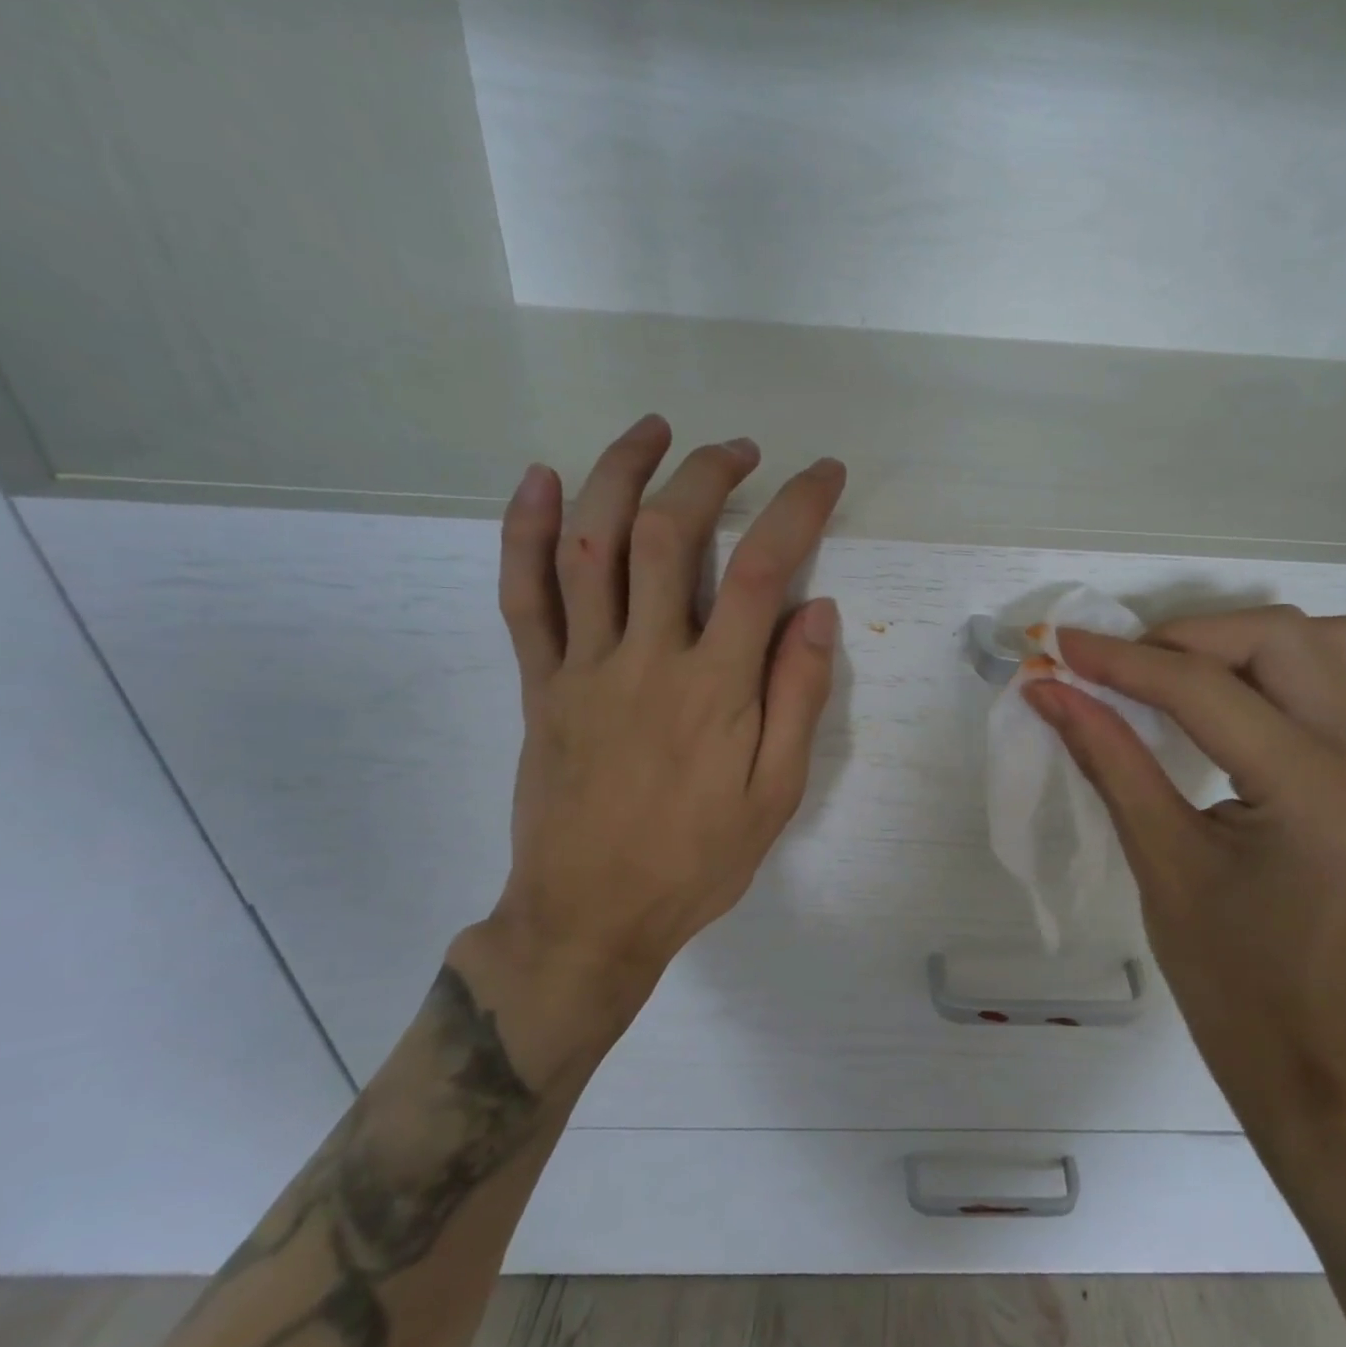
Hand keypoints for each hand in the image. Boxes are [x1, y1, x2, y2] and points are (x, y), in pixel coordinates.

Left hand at [452, 414, 845, 1086]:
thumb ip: (797, 699)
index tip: (823, 473)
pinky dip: (527, 530)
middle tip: (740, 450)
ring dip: (621, 473)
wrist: (591, 916)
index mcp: (715, 689)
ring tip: (653, 430)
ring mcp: (582, 665)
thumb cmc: (697, 860)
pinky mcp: (538, 682)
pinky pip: (523, 595)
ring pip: (592, 546)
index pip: (762, 571)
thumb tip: (816, 611)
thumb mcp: (777, 795)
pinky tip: (542, 479)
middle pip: (670, 535)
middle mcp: (646, 659)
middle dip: (709, 475)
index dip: (797, 509)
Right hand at [1023, 607, 1345, 1143]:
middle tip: (1121, 668)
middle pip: (1281, 638)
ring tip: (1183, 679)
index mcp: (1315, 793)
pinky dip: (1292, 668)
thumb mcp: (1158, 860)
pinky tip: (1247, 704)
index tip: (1061, 645)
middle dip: (1186, 638)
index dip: (1123, 660)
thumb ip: (1106, 757)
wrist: (1314, 1051)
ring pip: (1330, 643)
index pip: (1205, 691)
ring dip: (1246, 643)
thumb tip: (1049, 690)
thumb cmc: (1227, 975)